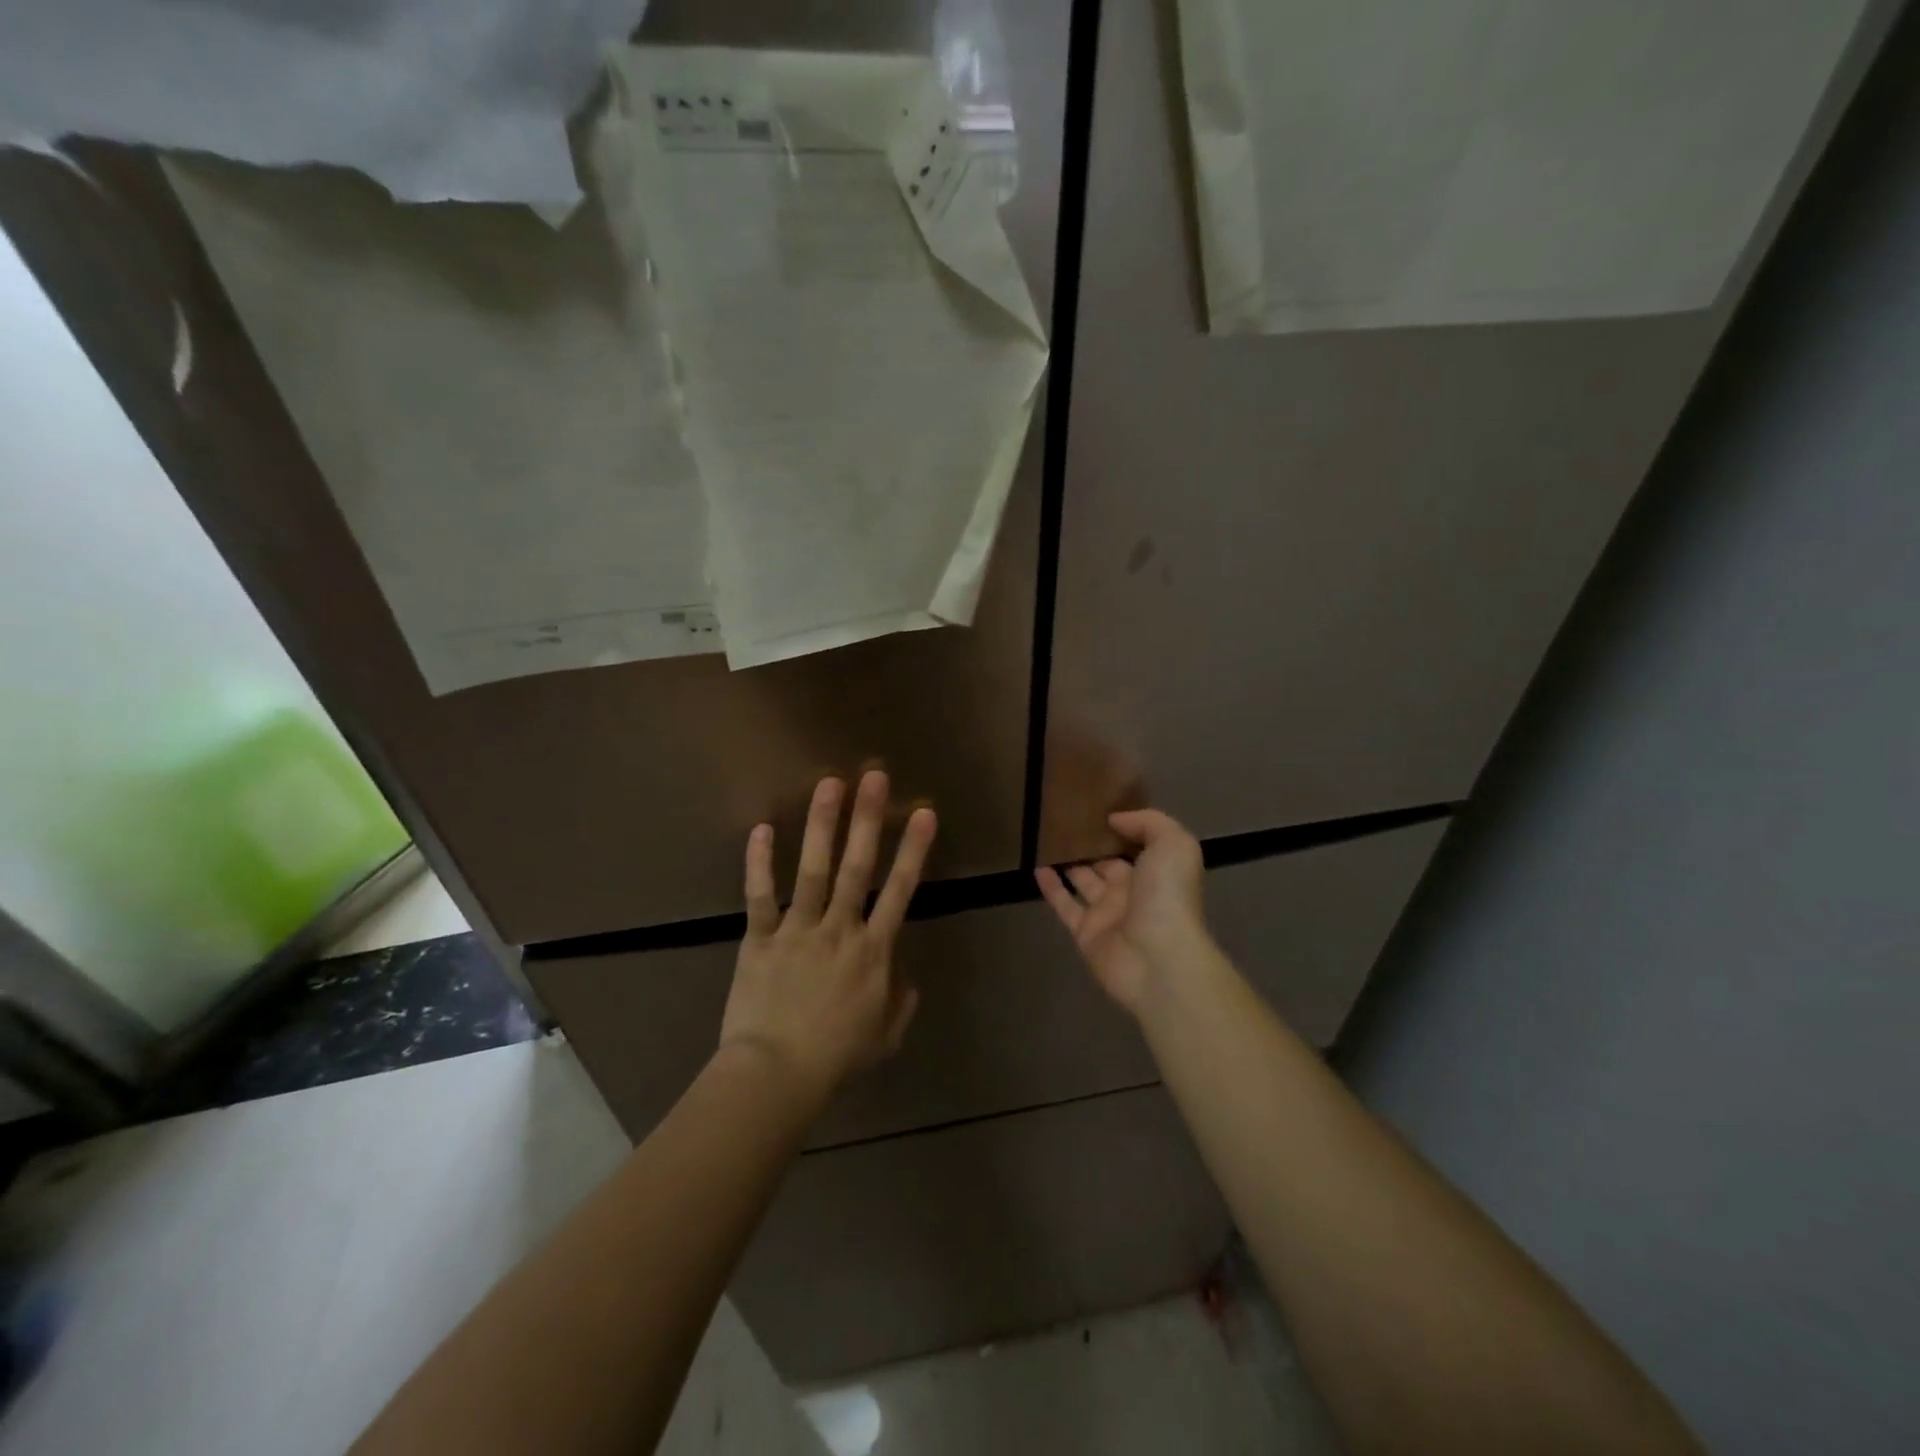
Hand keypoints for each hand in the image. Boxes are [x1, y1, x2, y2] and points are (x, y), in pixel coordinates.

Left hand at [719, 771, 936, 1100]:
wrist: (776, 1077)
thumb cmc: (836, 1059)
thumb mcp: (885, 1037)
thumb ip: (901, 1001)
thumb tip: (905, 976)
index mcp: (873, 952)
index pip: (901, 891)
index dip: (914, 850)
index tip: (924, 813)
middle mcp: (840, 930)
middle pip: (858, 867)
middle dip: (868, 820)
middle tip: (874, 777)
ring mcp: (798, 931)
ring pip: (813, 871)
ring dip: (822, 826)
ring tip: (830, 784)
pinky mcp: (760, 939)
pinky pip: (760, 896)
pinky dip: (759, 863)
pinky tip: (761, 828)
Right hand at [1035, 809, 1208, 1015]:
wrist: (1157, 958)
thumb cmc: (1168, 896)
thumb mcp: (1173, 845)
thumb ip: (1147, 823)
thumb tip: (1114, 820)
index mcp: (1157, 871)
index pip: (1136, 844)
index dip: (1119, 827)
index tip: (1096, 806)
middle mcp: (1132, 891)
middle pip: (1107, 862)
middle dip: (1091, 844)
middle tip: (1065, 820)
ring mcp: (1107, 913)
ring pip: (1082, 881)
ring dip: (1067, 862)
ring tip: (1046, 837)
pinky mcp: (1084, 932)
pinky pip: (1064, 904)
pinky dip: (1050, 886)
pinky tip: (1036, 866)